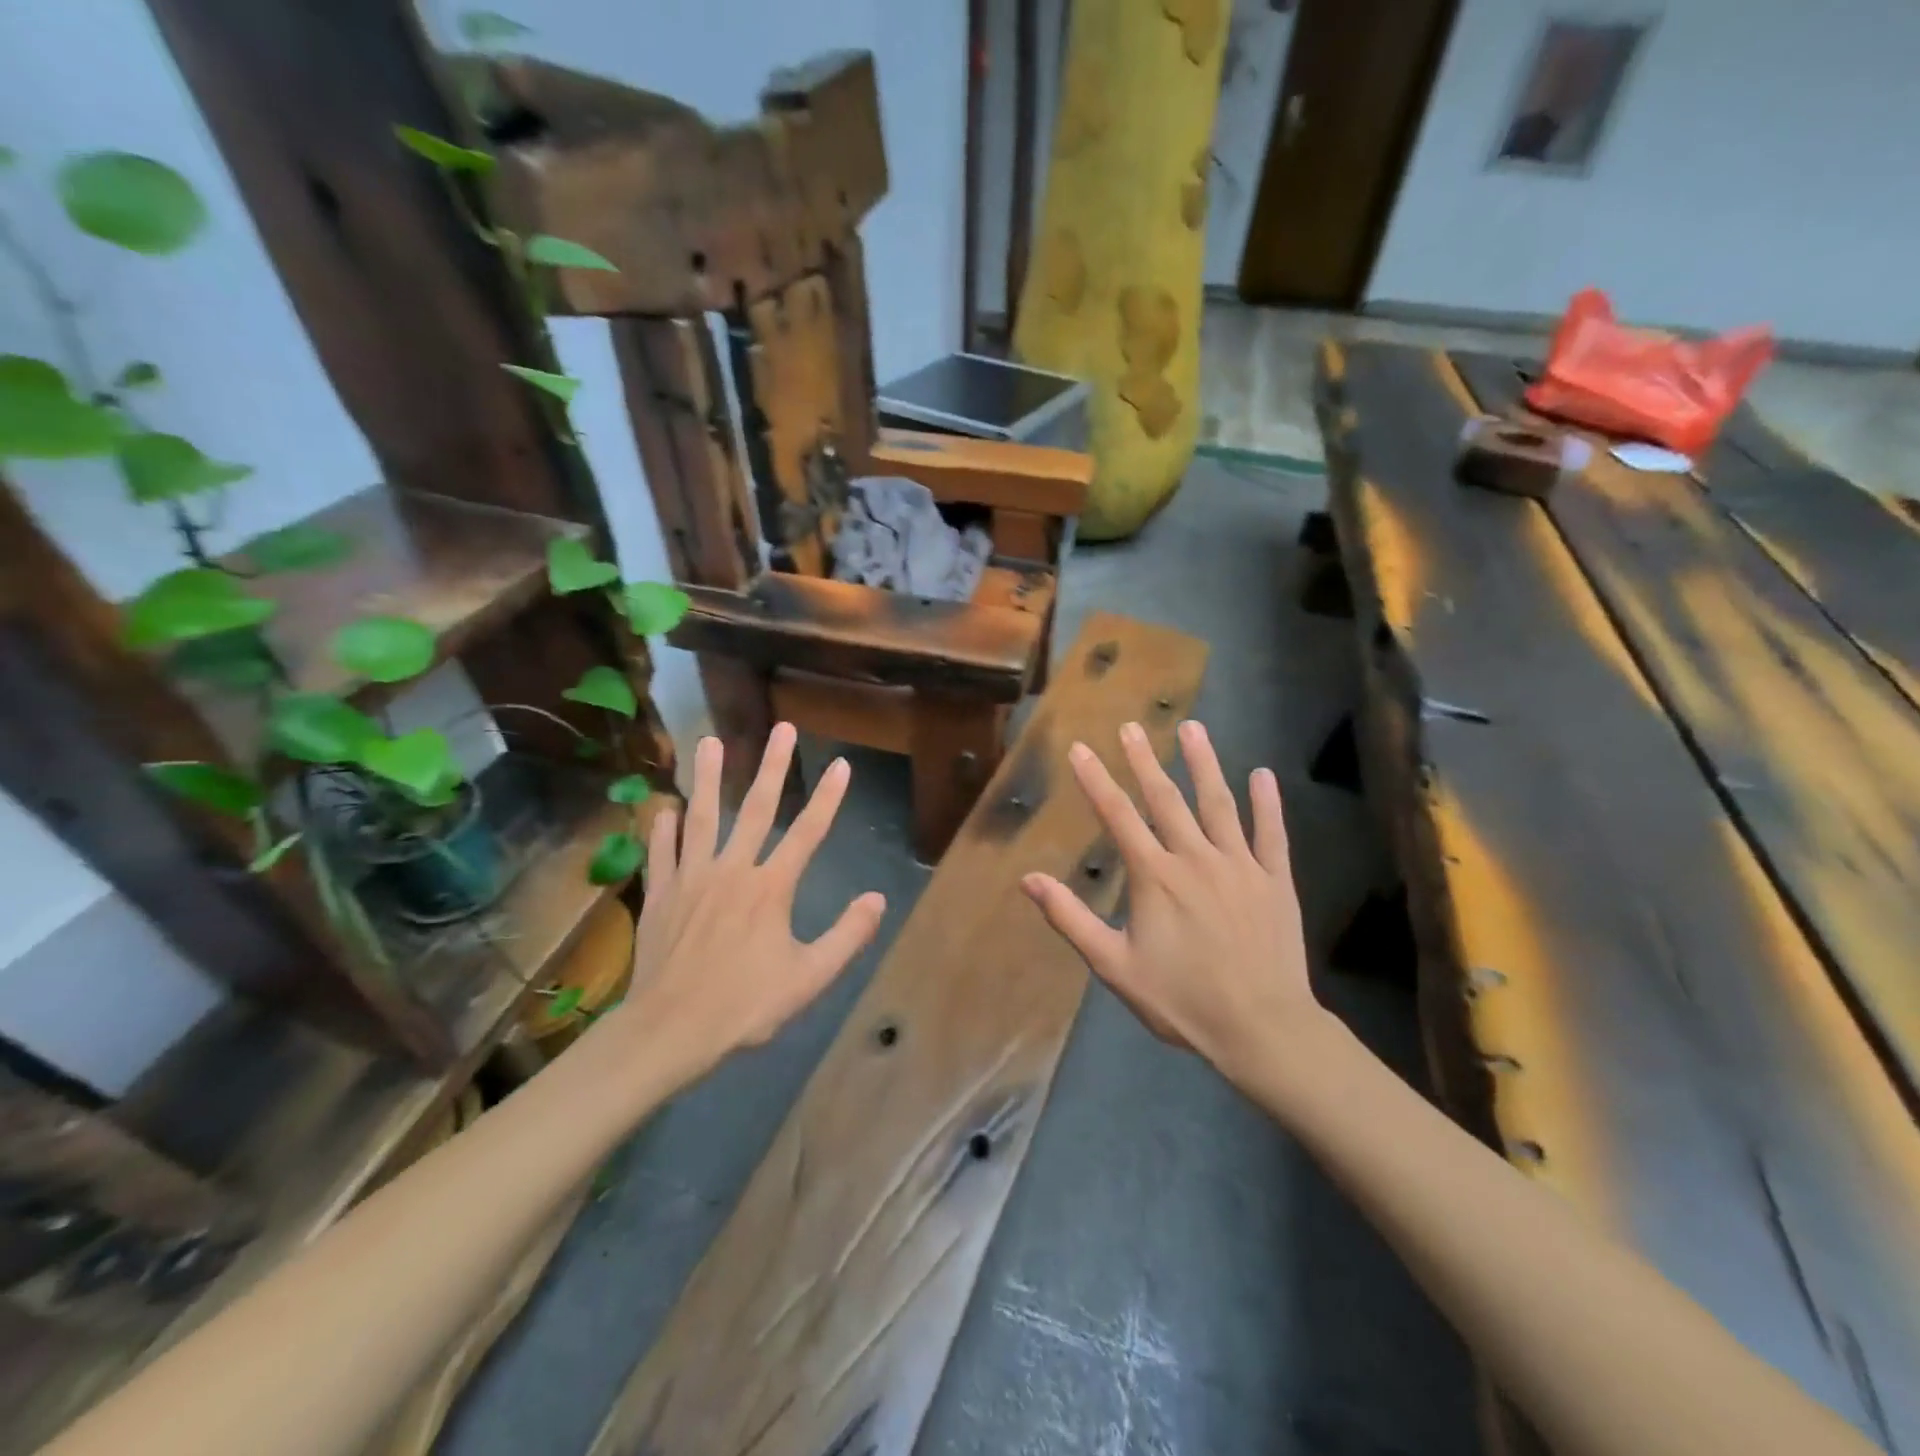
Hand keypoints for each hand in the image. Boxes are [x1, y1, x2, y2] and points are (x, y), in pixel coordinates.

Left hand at [609, 723, 886, 1086]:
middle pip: (755, 809)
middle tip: (781, 729)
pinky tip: (663, 809)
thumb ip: (847, 936)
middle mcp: (732, 871)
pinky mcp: (661, 896)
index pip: (808, 833)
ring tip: (708, 741)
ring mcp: (691, 880)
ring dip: (706, 778)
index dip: (828, 798)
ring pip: (700, 818)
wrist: (669, 1031)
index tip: (841, 765)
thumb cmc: (744, 1006)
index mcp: (770, 888)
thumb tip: (877, 899)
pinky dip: (662, 830)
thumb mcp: (809, 978)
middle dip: (771, 766)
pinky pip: (662, 853)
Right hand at [1021, 720, 1321, 1088]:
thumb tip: (1029, 880)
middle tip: (1132, 726)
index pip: (1118, 816)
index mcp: (1155, 877)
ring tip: (1193, 727)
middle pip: (1166, 799)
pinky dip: (1268, 803)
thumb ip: (1071, 919)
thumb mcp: (1115, 966)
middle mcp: (1196, 858)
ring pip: (1219, 803)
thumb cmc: (1182, 1000)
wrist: (1262, 1029)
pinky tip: (1263, 775)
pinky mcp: (1275, 881)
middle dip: (1144, 760)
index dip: (1095, 780)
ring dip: (1205, 763)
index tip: (1081, 748)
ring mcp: (1240, 865)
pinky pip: (1271, 834)